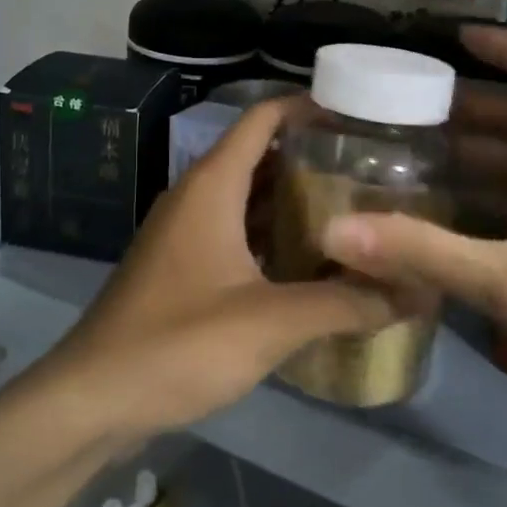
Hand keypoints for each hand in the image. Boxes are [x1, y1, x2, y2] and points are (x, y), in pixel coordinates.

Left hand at [47, 98, 412, 441]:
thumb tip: (415, 291)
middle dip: (311, 158)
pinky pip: (235, 233)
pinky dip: (271, 236)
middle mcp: (196, 197)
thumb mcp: (270, 323)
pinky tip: (310, 262)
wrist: (92, 399)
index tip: (359, 115)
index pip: (262, 119)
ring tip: (352, 210)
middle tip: (371, 170)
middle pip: (259, 156)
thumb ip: (344, 304)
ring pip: (247, 198)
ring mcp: (185, 233)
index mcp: (212, 186)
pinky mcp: (181, 268)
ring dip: (292, 200)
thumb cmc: (178, 343)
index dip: (307, 107)